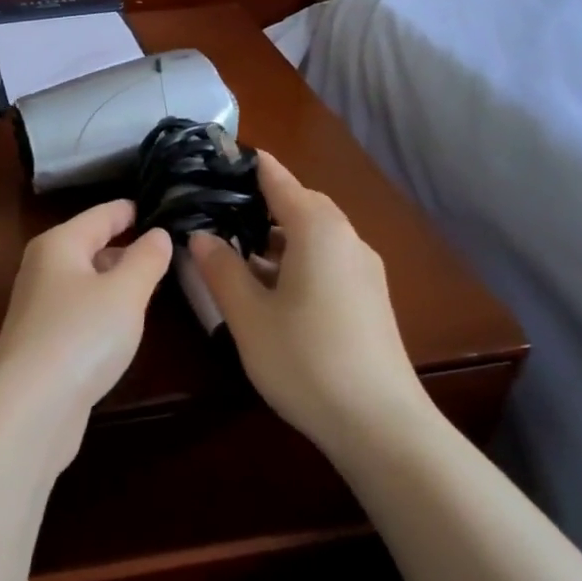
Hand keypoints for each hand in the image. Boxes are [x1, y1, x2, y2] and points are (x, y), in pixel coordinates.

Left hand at [0, 200, 171, 440]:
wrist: (30, 407)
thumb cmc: (81, 335)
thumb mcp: (125, 292)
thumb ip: (146, 259)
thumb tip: (158, 234)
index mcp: (59, 244)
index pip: (101, 214)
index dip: (130, 209)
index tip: (160, 202)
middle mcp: (44, 268)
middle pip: (90, 245)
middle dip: (126, 244)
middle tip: (168, 243)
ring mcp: (41, 307)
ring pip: (87, 279)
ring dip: (117, 278)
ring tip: (155, 278)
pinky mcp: (46, 341)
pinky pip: (83, 309)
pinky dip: (106, 307)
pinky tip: (126, 320)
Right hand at [188, 154, 420, 448]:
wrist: (380, 423)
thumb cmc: (305, 359)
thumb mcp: (248, 315)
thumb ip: (221, 269)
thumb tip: (201, 236)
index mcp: (318, 230)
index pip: (278, 179)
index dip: (248, 165)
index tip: (215, 157)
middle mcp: (347, 239)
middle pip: (300, 204)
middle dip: (260, 201)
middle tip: (217, 207)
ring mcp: (363, 270)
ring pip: (314, 235)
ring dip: (277, 235)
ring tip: (236, 248)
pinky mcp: (369, 298)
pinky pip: (327, 259)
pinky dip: (295, 258)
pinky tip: (271, 285)